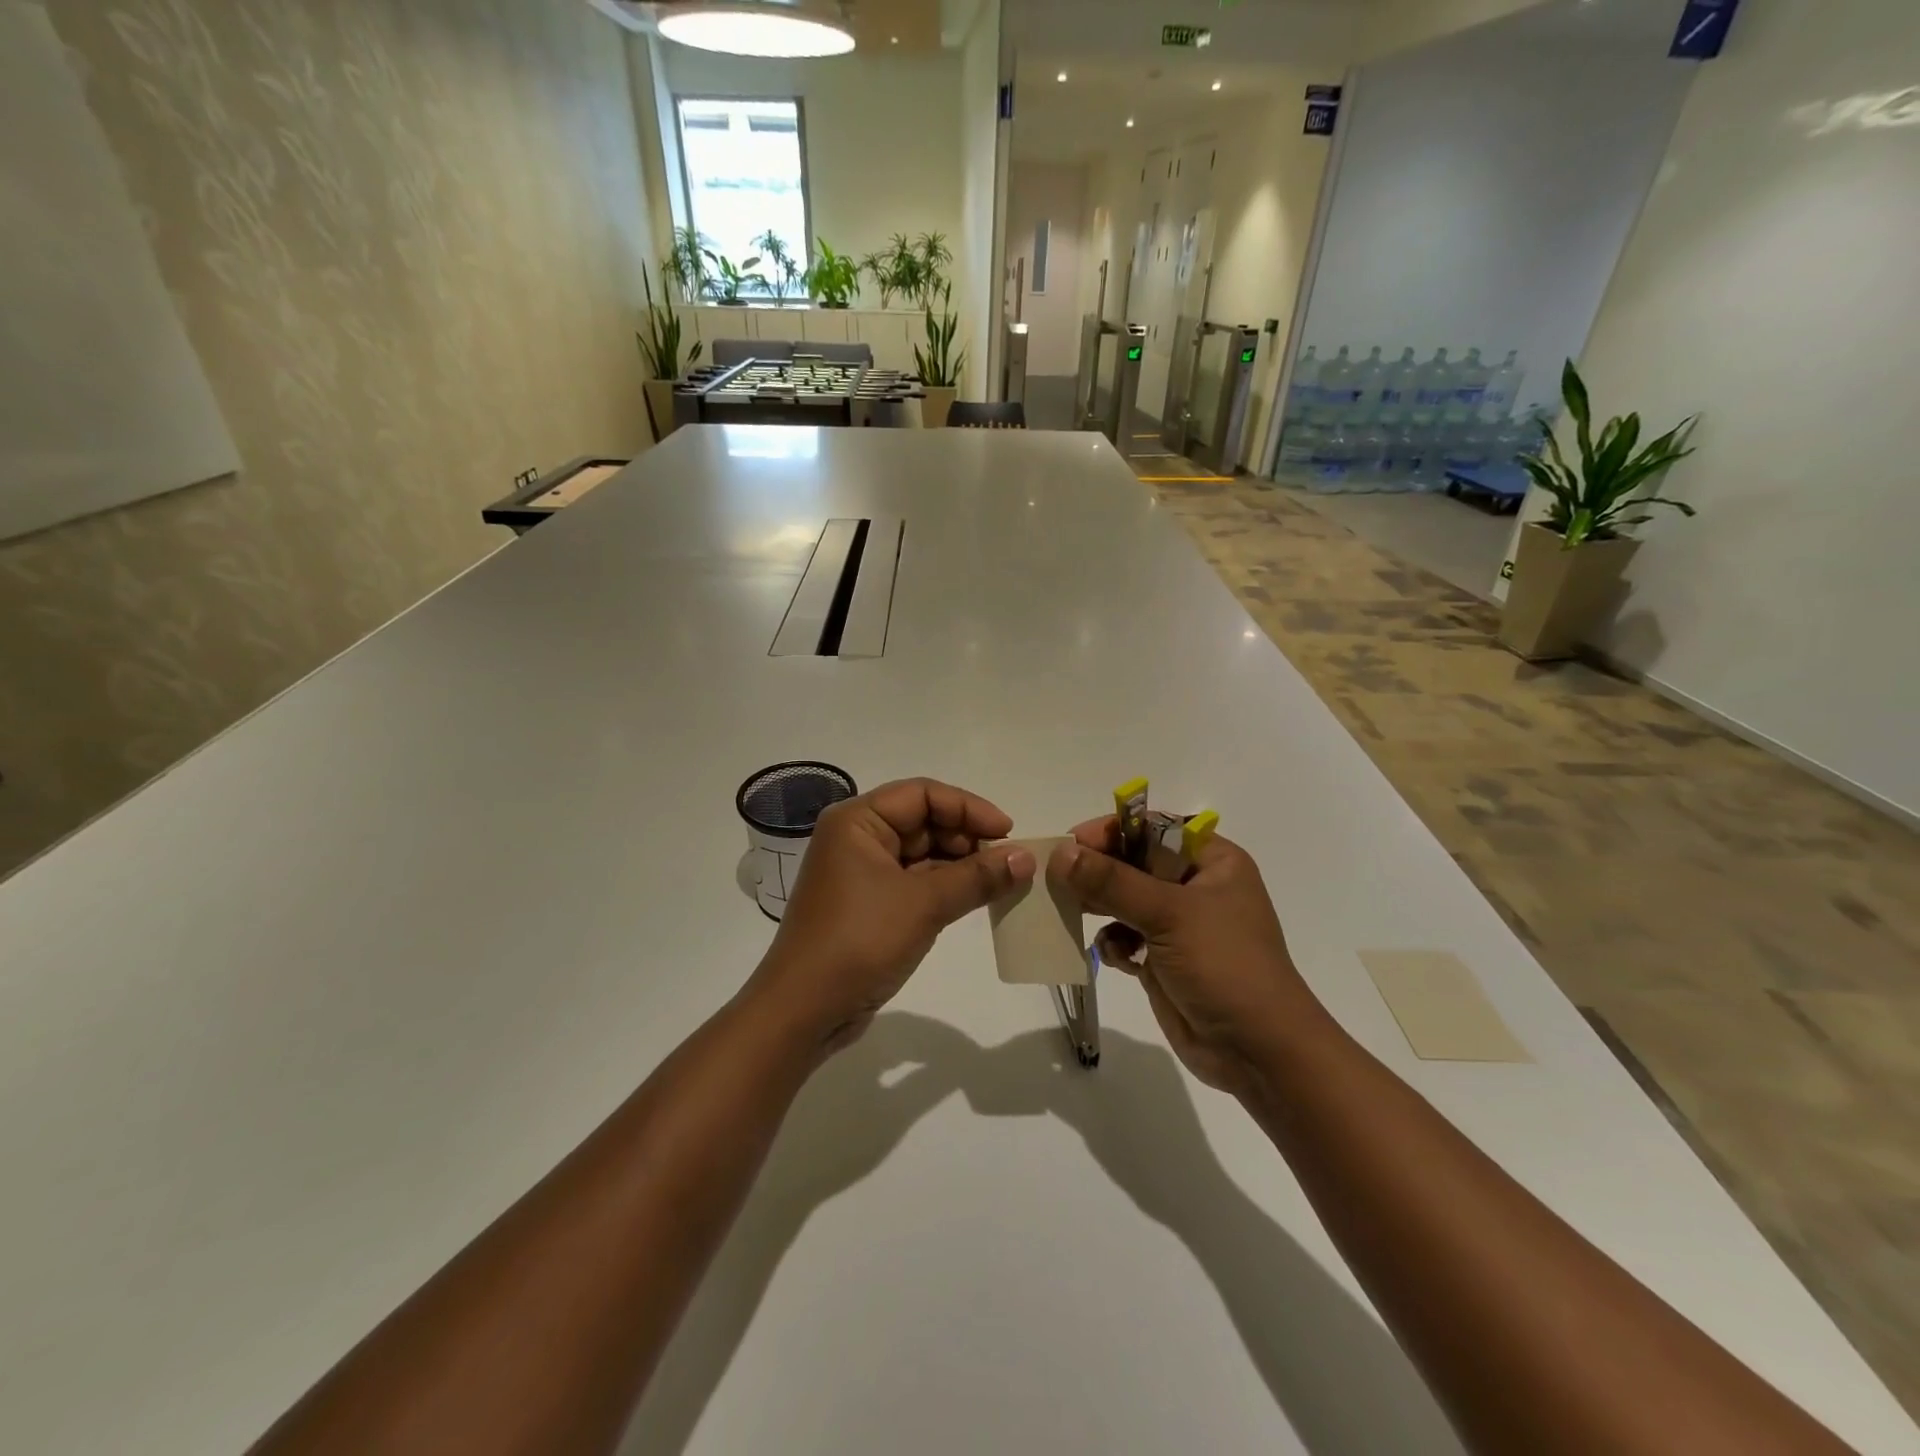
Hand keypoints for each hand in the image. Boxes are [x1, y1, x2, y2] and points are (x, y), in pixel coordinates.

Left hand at [749, 779, 1034, 1051]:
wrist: (804, 1011)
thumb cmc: (859, 941)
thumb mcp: (924, 904)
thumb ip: (977, 877)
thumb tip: (1026, 858)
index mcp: (857, 821)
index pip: (922, 794)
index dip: (968, 808)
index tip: (1008, 832)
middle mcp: (856, 838)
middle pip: (923, 821)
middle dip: (967, 838)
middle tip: (1008, 862)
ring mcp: (861, 873)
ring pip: (921, 854)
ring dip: (960, 865)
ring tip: (1001, 881)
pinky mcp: (869, 905)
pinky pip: (914, 882)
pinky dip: (945, 887)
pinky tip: (977, 898)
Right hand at [1048, 820, 1330, 1098]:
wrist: (1257, 1051)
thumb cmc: (1224, 965)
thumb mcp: (1169, 914)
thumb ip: (1112, 881)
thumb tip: (1062, 853)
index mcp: (1211, 861)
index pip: (1152, 829)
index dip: (1111, 832)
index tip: (1069, 843)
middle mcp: (1194, 886)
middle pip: (1132, 863)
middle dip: (1096, 871)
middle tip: (1055, 878)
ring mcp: (1177, 925)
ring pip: (1123, 901)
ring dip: (1097, 906)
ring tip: (1068, 912)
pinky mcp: (1162, 959)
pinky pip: (1124, 937)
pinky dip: (1111, 943)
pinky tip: (1112, 956)